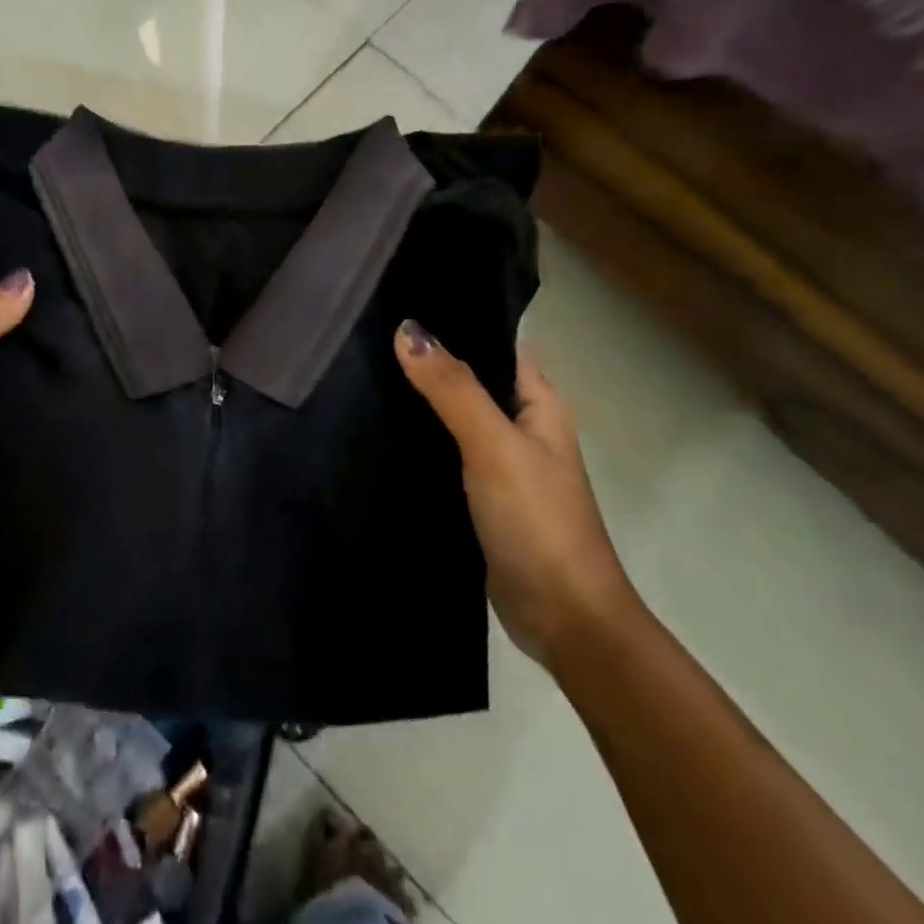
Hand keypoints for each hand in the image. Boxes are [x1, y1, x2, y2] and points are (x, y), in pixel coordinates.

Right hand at [394, 320, 636, 658]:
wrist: (562, 618)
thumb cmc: (538, 521)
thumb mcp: (493, 446)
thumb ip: (452, 388)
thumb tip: (407, 329)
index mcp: (537, 402)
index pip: (492, 344)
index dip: (452, 323)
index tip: (396, 304)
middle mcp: (519, 425)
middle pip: (467, 379)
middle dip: (425, 362)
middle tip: (364, 340)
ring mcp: (498, 463)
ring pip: (451, 419)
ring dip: (418, 404)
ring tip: (360, 376)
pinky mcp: (478, 496)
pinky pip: (443, 455)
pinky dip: (417, 443)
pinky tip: (376, 432)